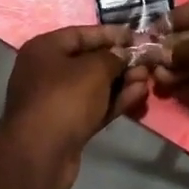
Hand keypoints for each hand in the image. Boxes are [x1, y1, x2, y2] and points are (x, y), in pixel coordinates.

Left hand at [0, 25, 148, 188]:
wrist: (40, 154)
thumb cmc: (64, 98)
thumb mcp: (93, 69)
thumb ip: (113, 57)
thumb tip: (123, 54)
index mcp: (45, 49)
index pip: (82, 34)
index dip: (110, 34)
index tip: (136, 36)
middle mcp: (47, 71)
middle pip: (89, 60)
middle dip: (119, 61)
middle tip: (147, 62)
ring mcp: (56, 100)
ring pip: (95, 86)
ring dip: (121, 82)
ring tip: (148, 79)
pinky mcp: (67, 125)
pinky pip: (95, 106)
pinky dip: (115, 100)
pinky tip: (139, 95)